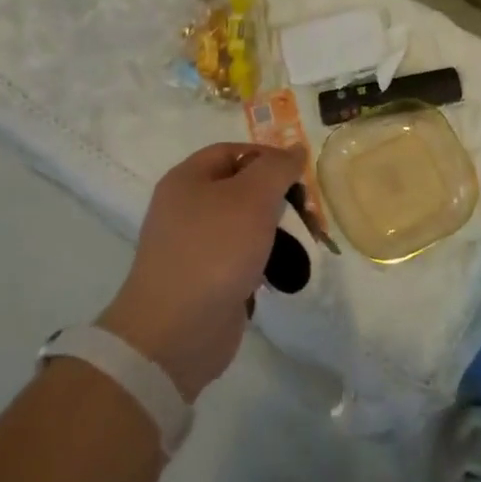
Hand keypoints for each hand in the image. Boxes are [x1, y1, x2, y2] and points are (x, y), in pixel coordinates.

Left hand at [99, 142, 303, 400]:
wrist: (176, 332)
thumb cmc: (214, 251)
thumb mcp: (252, 197)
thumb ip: (277, 168)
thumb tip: (295, 149)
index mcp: (187, 179)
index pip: (233, 151)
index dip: (268, 157)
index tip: (299, 175)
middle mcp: (185, 208)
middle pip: (239, 187)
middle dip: (275, 197)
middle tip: (304, 212)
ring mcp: (193, 246)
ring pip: (242, 225)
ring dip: (272, 231)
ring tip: (299, 244)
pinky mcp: (203, 280)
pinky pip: (238, 258)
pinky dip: (260, 261)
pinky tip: (279, 274)